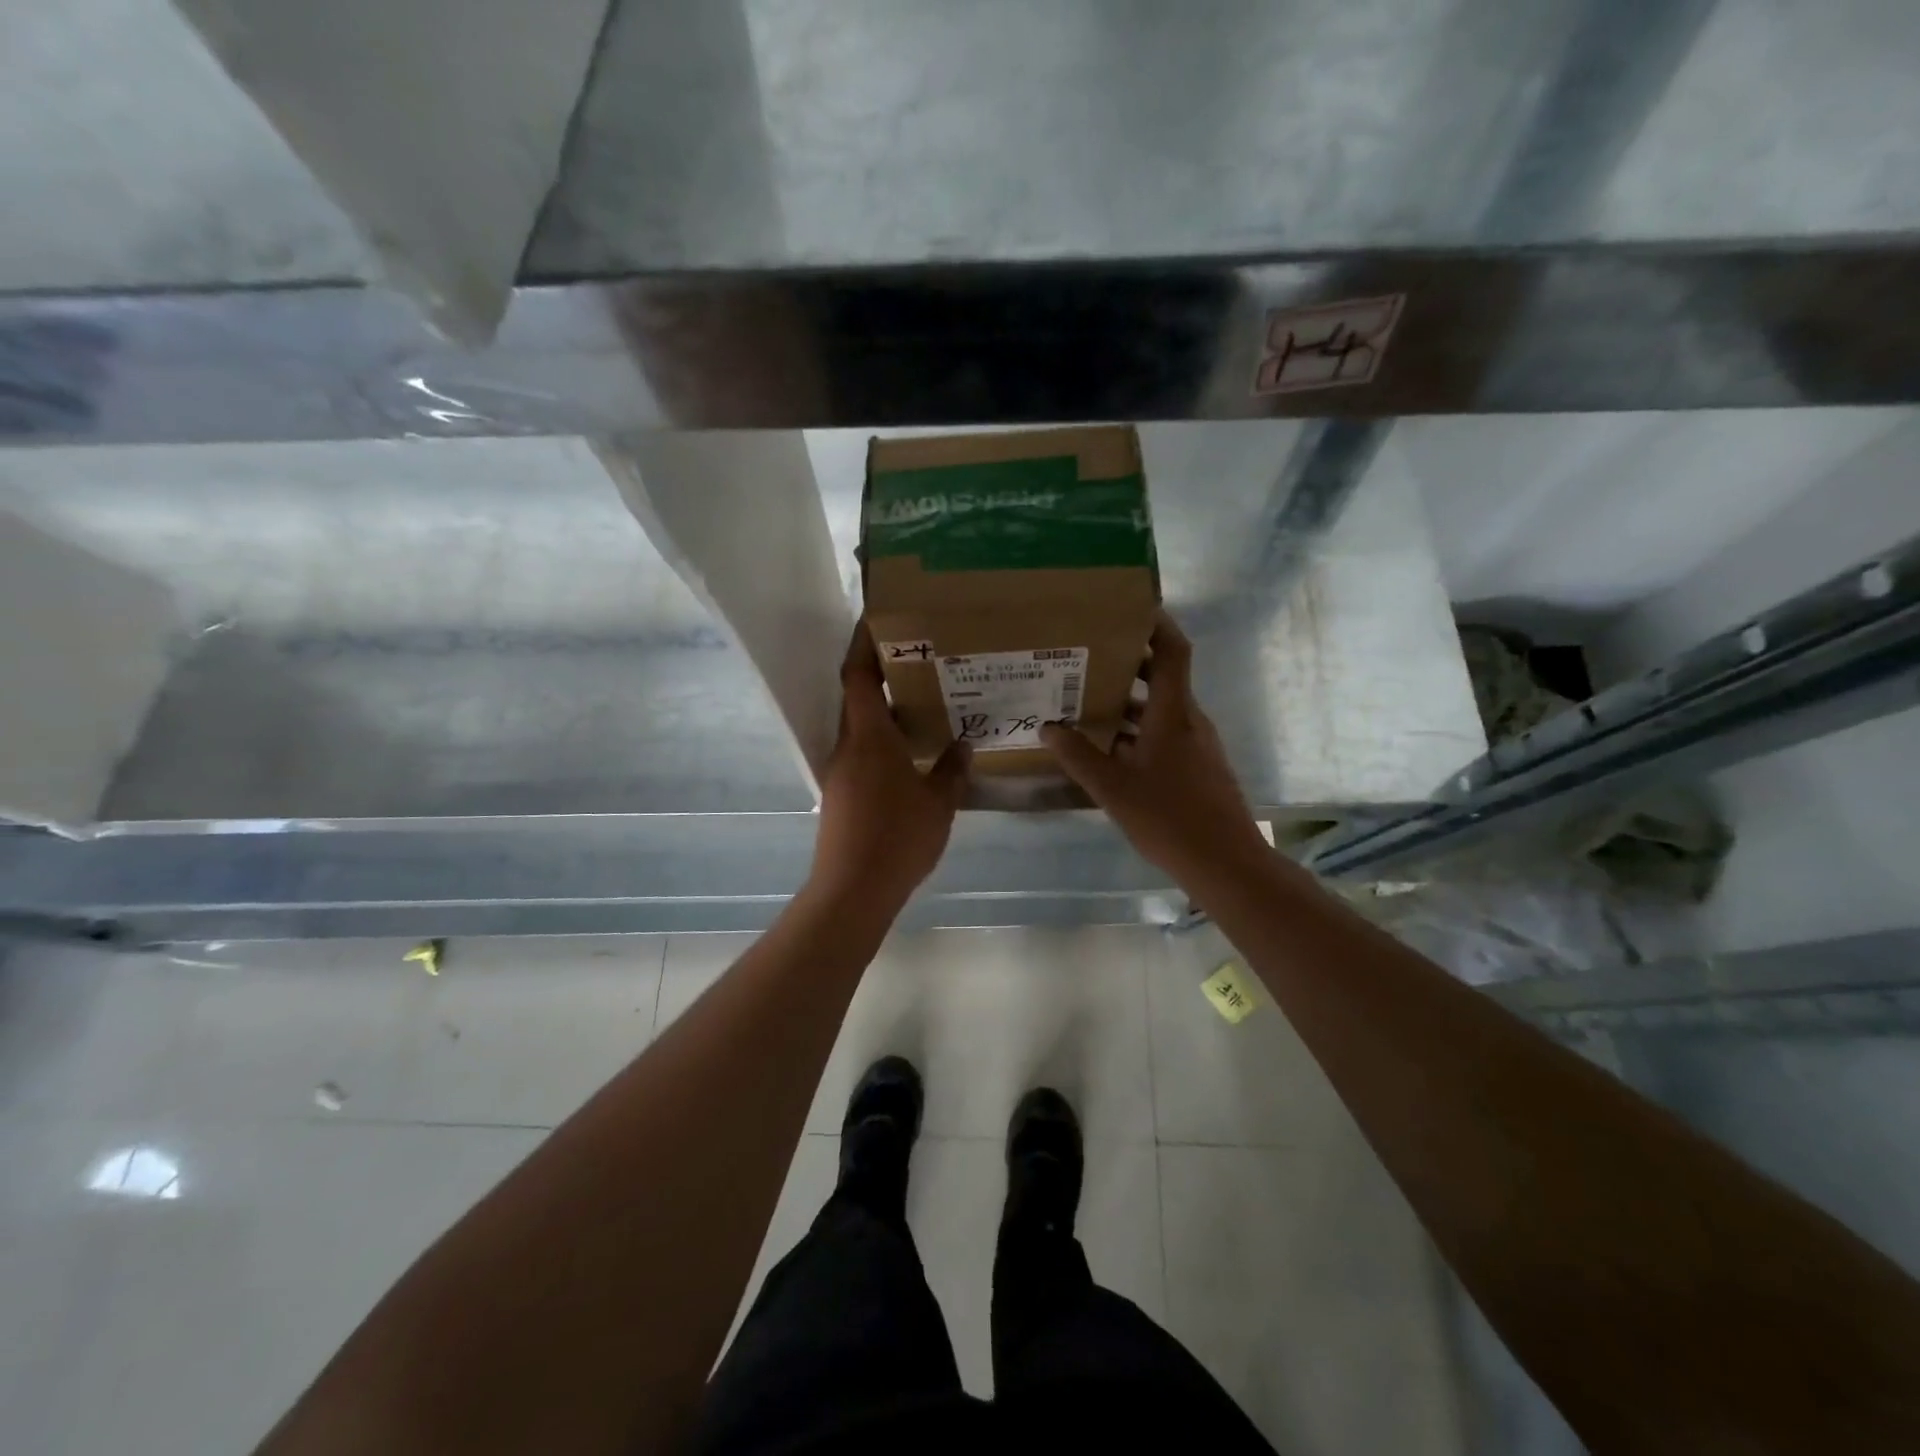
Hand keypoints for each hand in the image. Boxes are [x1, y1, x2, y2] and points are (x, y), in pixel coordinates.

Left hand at [809, 622, 970, 907]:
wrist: (853, 890)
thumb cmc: (897, 838)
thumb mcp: (938, 804)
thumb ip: (952, 770)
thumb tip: (964, 744)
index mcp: (869, 738)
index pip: (858, 677)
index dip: (863, 645)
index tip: (876, 621)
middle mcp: (848, 747)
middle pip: (857, 698)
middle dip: (879, 674)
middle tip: (916, 660)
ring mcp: (839, 772)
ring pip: (859, 728)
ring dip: (882, 711)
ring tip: (919, 704)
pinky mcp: (840, 795)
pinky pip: (860, 753)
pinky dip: (881, 742)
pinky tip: (908, 755)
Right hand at [1041, 611, 1267, 882]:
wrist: (1224, 863)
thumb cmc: (1170, 818)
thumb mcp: (1113, 788)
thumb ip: (1078, 756)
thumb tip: (1048, 728)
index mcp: (1173, 714)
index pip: (1172, 652)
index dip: (1156, 624)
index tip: (1129, 607)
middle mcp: (1189, 720)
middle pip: (1161, 678)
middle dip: (1127, 663)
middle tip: (1086, 656)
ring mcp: (1196, 745)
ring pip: (1159, 710)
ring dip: (1127, 702)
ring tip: (1085, 700)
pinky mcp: (1197, 767)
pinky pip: (1163, 735)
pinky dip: (1136, 731)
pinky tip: (1107, 748)